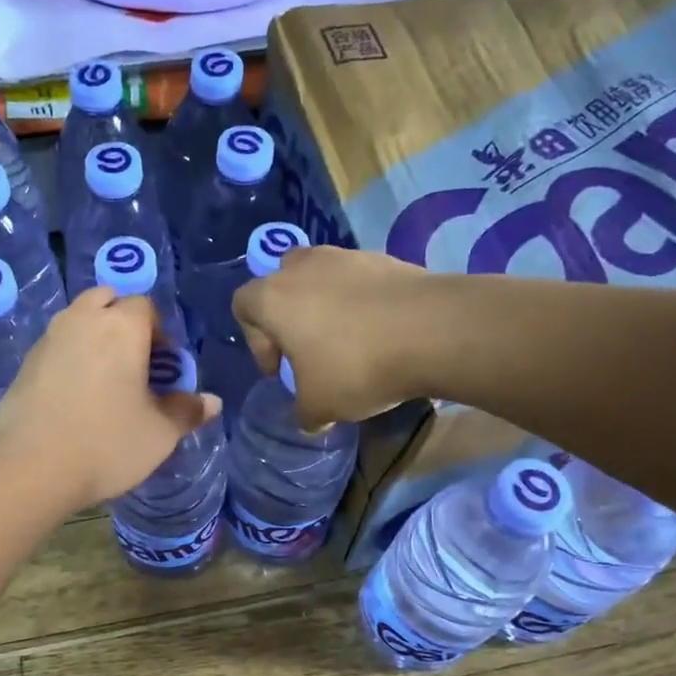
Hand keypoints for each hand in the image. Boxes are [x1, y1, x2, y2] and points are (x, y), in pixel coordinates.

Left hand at [0, 286, 221, 512]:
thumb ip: (187, 411)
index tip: (163, 368)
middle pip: (107, 301)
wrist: (30, 468)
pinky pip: (56, 346)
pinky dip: (70, 358)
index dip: (160, 333)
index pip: (146, 306)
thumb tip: (212, 402)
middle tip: (134, 364)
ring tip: (105, 381)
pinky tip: (75, 397)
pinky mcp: (25, 363)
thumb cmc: (106, 444)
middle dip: (123, 322)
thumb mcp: (159, 434)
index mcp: (121, 326)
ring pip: (77, 320)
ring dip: (94, 337)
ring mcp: (48, 339)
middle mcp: (82, 320)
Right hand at [232, 246, 436, 425]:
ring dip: (326, 305)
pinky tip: (381, 333)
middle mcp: (304, 267)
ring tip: (349, 341)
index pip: (242, 305)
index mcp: (274, 298)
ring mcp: (347, 257)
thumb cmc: (356, 367)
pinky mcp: (385, 258)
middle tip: (308, 347)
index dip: (255, 341)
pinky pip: (359, 280)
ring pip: (321, 276)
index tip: (280, 370)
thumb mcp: (319, 407)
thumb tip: (310, 418)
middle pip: (281, 281)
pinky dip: (361, 302)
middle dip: (289, 313)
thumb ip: (304, 412)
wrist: (433, 331)